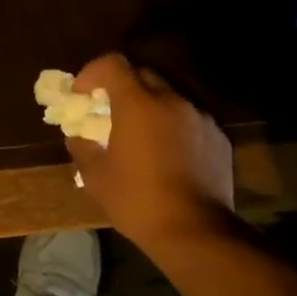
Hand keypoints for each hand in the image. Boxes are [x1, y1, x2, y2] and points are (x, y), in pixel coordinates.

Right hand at [66, 54, 237, 253]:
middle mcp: (172, 101)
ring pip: (168, 98)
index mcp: (138, 104)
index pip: (112, 64)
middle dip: (121, 88)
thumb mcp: (95, 177)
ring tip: (139, 138)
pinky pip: (189, 121)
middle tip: (107, 114)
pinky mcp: (218, 137)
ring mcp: (200, 118)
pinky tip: (167, 157)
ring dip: (149, 108)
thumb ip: (82, 147)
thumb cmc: (137, 201)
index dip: (92, 73)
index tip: (82, 95)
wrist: (195, 231)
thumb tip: (78, 135)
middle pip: (142, 76)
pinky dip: (172, 128)